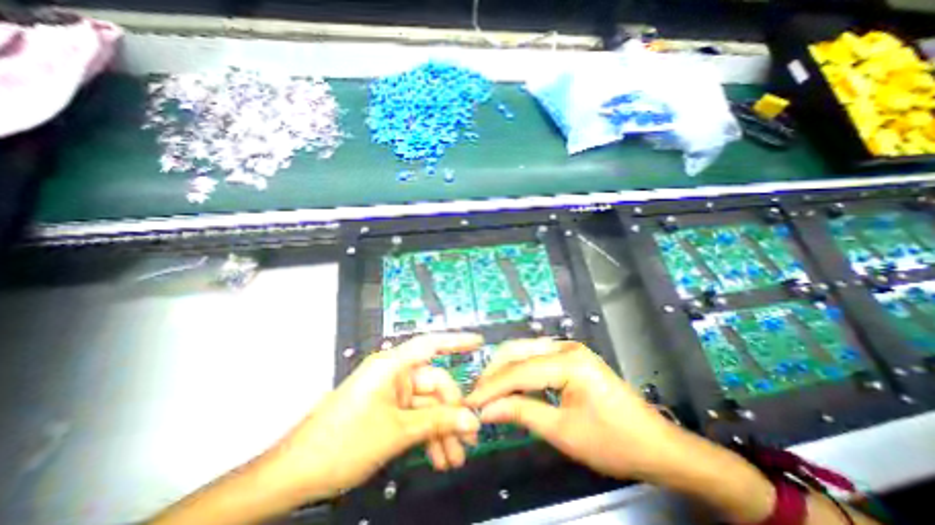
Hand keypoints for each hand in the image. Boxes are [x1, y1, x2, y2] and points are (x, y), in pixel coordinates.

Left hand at [266, 334, 478, 498]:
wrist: (295, 475)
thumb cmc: (344, 443)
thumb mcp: (396, 432)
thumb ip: (437, 422)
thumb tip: (471, 420)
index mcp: (392, 365)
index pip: (430, 344)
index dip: (456, 341)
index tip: (479, 342)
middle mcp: (394, 374)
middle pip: (434, 385)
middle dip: (451, 413)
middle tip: (469, 439)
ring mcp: (391, 393)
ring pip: (427, 406)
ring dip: (441, 430)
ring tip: (455, 459)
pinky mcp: (388, 410)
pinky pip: (416, 417)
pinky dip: (427, 435)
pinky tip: (439, 457)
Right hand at [468, 339, 681, 480]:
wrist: (655, 444)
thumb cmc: (613, 442)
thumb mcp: (564, 432)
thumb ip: (522, 414)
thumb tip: (487, 410)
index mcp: (569, 361)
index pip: (519, 371)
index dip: (492, 387)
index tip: (470, 402)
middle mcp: (565, 346)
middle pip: (517, 351)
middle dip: (494, 373)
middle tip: (476, 395)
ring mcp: (567, 348)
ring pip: (523, 350)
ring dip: (503, 369)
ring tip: (488, 390)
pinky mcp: (568, 356)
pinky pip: (534, 357)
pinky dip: (518, 370)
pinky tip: (509, 384)